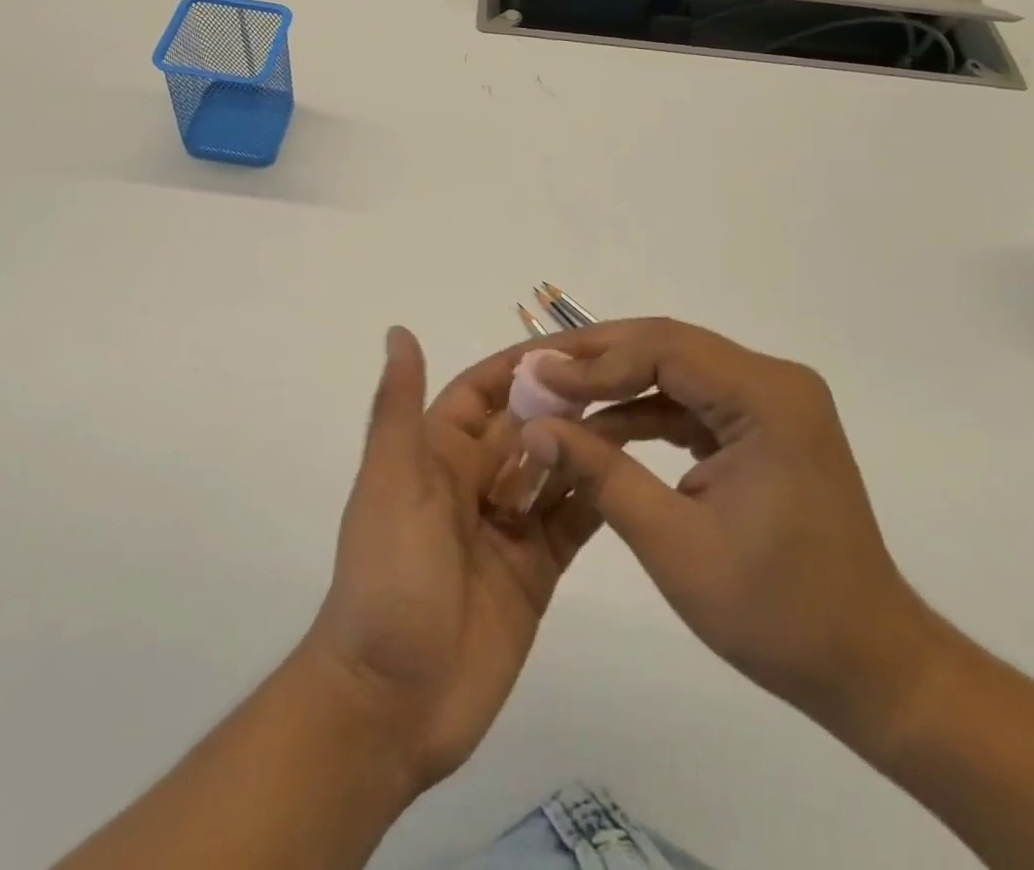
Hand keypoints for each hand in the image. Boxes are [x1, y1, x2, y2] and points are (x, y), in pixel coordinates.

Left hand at [300, 328, 604, 794]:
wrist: (390, 704)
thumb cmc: (387, 577)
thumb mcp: (391, 482)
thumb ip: (399, 408)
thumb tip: (398, 330)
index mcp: (438, 453)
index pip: (484, 390)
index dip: (522, 364)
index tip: (574, 344)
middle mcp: (475, 481)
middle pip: (527, 426)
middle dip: (567, 401)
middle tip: (630, 378)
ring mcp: (508, 526)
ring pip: (555, 469)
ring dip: (589, 445)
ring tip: (645, 417)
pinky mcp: (535, 571)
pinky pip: (571, 522)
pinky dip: (598, 498)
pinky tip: (635, 476)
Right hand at [521, 319, 946, 746]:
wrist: (868, 667)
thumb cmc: (777, 613)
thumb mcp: (674, 543)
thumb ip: (600, 474)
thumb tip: (535, 428)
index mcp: (767, 399)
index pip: (663, 349)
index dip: (594, 361)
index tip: (536, 378)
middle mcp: (773, 382)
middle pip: (668, 346)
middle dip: (597, 359)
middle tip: (536, 372)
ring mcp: (771, 402)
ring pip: (674, 369)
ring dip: (615, 383)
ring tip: (555, 395)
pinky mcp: (761, 425)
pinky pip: (690, 400)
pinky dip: (643, 411)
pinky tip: (598, 427)